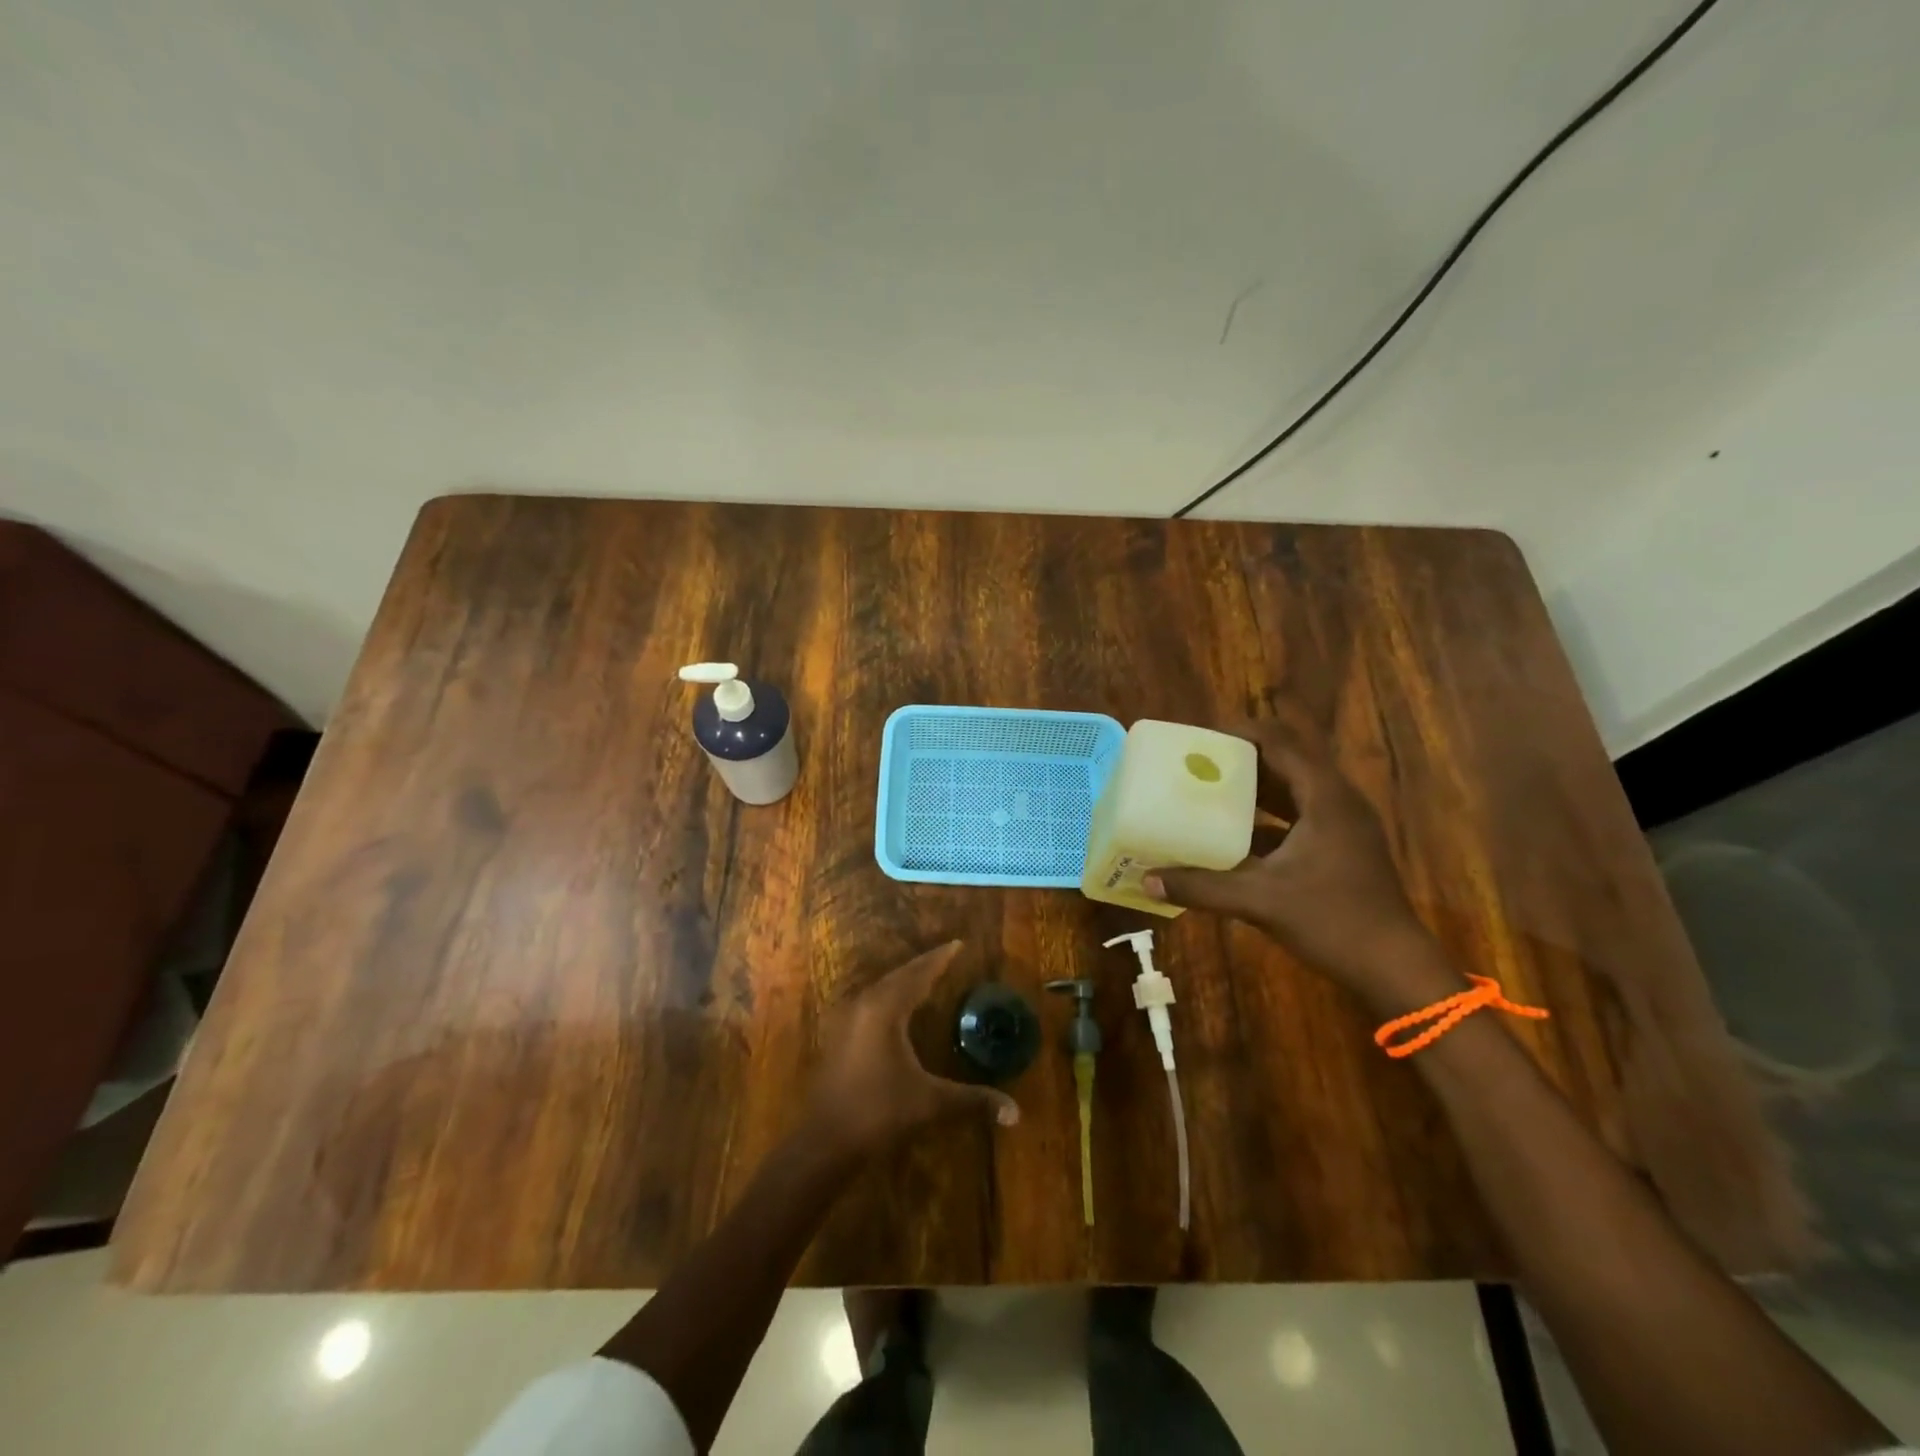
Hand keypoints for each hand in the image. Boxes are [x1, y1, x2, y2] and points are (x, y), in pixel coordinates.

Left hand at [804, 942, 1020, 1158]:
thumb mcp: (930, 1103)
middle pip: (899, 976)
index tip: (958, 944)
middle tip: (946, 956)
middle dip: (924, 965)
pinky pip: (871, 1002)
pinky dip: (890, 995)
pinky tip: (898, 1008)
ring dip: (905, 980)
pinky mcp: (840, 1036)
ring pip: (882, 988)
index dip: (939, 959)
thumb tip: (1016, 1113)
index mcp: (886, 1009)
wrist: (825, 1140)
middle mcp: (865, 1005)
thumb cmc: (878, 1112)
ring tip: (926, 976)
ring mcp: (848, 1019)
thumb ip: (973, 1101)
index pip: (918, 974)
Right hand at [1143, 703, 1450, 1010]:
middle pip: (1288, 760)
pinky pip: (1301, 815)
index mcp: (1325, 798)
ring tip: (1211, 789)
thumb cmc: (1333, 921)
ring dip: (1256, 786)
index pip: (1281, 742)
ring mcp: (1344, 825)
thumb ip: (1203, 888)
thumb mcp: (1261, 901)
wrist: (1394, 967)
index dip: (1241, 733)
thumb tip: (1148, 880)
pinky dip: (1269, 815)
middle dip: (1244, 758)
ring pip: (1295, 788)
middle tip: (1199, 763)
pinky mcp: (1343, 847)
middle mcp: (1338, 801)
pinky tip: (1236, 833)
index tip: (1202, 738)